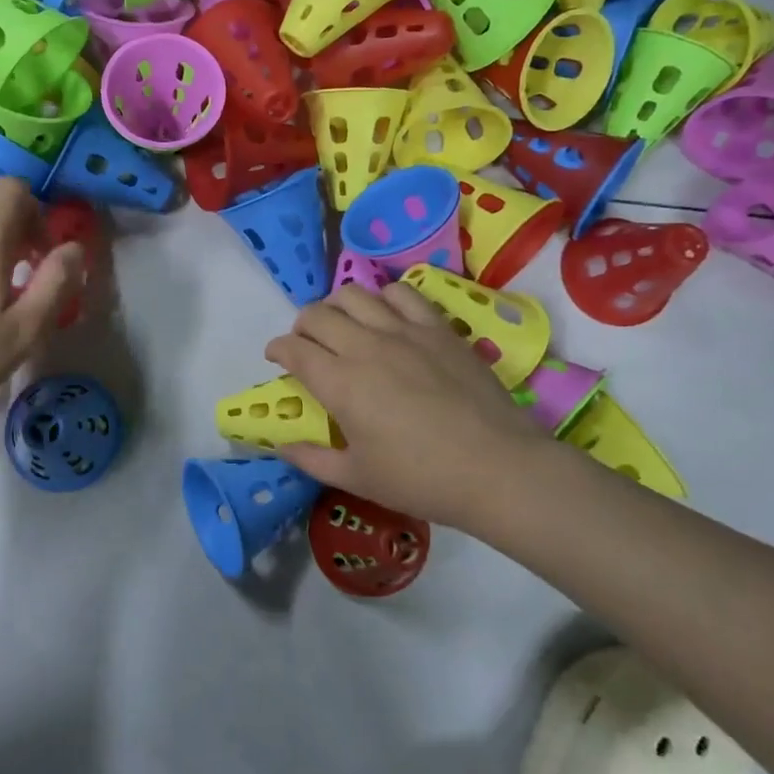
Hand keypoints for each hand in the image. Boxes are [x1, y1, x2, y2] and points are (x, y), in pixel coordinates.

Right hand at [264, 283, 554, 534]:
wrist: (497, 468)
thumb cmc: (421, 479)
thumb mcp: (357, 478)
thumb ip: (311, 459)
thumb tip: (279, 446)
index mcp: (340, 383)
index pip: (293, 349)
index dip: (277, 349)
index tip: (276, 358)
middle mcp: (365, 346)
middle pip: (318, 314)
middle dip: (301, 325)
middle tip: (305, 343)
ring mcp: (404, 332)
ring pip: (355, 295)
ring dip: (337, 305)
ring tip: (342, 324)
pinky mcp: (437, 328)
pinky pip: (401, 294)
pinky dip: (383, 297)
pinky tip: (386, 316)